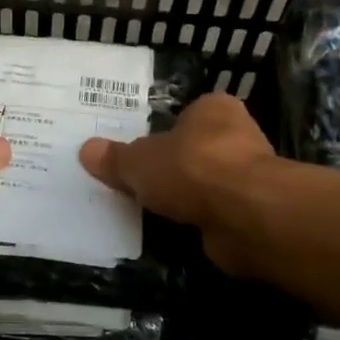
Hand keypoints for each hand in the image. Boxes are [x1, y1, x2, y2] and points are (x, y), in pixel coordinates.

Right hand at [80, 93, 276, 274]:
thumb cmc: (190, 168)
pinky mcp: (254, 213)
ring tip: (153, 210)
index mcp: (214, 109)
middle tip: (141, 182)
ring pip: (208, 184)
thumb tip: (86, 150)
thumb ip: (115, 158)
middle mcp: (238, 136)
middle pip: (197, 150)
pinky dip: (200, 221)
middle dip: (175, 167)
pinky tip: (177, 230)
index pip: (187, 115)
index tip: (142, 151)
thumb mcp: (138, 162)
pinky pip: (217, 213)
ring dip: (188, 197)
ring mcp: (250, 176)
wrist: (244, 215)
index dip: (165, 132)